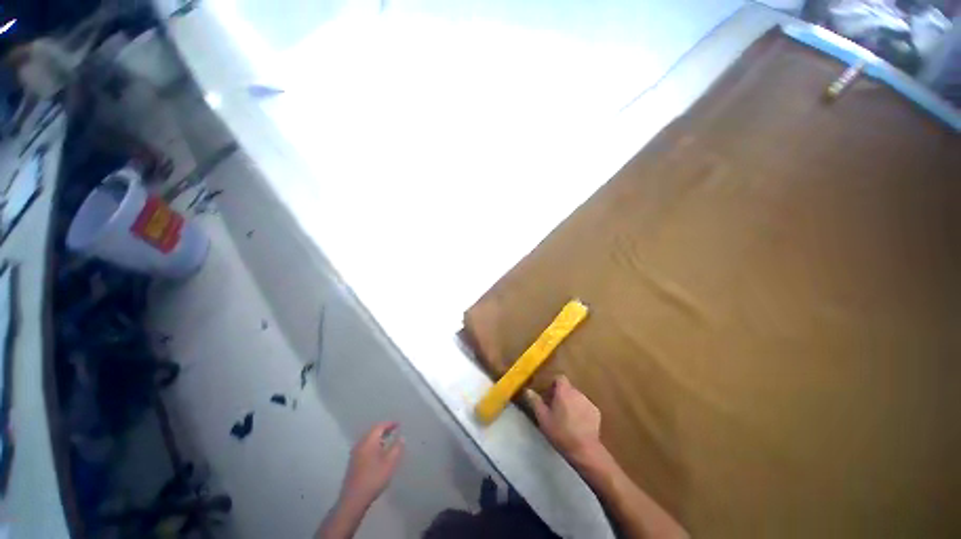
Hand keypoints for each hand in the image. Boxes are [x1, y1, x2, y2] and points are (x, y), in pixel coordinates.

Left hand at [339, 422, 404, 510]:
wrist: (353, 499)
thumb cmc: (374, 478)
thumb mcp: (390, 463)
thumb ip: (397, 448)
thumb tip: (401, 437)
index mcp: (369, 441)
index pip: (380, 426)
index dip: (390, 424)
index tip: (399, 424)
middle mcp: (360, 444)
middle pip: (373, 432)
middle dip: (384, 430)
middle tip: (395, 431)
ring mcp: (355, 454)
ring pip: (368, 440)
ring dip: (379, 438)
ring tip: (389, 441)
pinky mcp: (353, 462)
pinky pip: (365, 447)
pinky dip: (374, 445)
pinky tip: (379, 453)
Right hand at [527, 376, 606, 467]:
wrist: (584, 450)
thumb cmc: (560, 432)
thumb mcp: (543, 418)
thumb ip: (535, 401)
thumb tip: (527, 390)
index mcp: (564, 391)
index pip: (559, 378)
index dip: (553, 384)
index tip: (548, 395)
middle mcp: (577, 392)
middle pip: (568, 388)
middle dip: (561, 395)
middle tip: (555, 408)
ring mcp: (588, 402)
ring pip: (576, 397)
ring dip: (571, 403)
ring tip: (566, 418)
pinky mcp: (596, 412)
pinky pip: (585, 406)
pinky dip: (581, 411)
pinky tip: (577, 424)